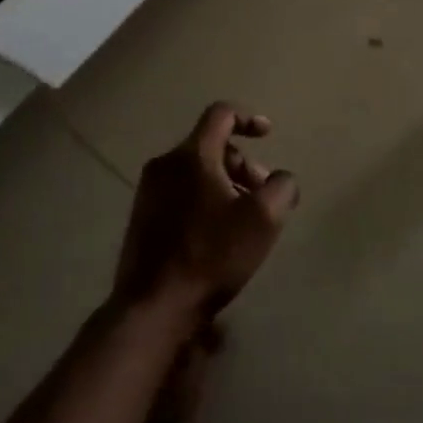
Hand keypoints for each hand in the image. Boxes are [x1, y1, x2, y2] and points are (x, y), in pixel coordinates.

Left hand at [114, 103, 299, 318]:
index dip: (248, 118)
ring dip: (225, 184)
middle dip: (242, 163)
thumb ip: (282, 188)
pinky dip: (204, 200)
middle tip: (262, 194)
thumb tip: (281, 180)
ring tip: (243, 219)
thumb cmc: (211, 256)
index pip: (221, 114)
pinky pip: (180, 193)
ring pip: (195, 171)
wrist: (152, 308)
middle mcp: (165, 164)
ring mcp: (148, 192)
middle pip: (210, 145)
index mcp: (192, 155)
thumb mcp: (263, 220)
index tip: (268, 135)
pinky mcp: (141, 219)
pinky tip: (217, 236)